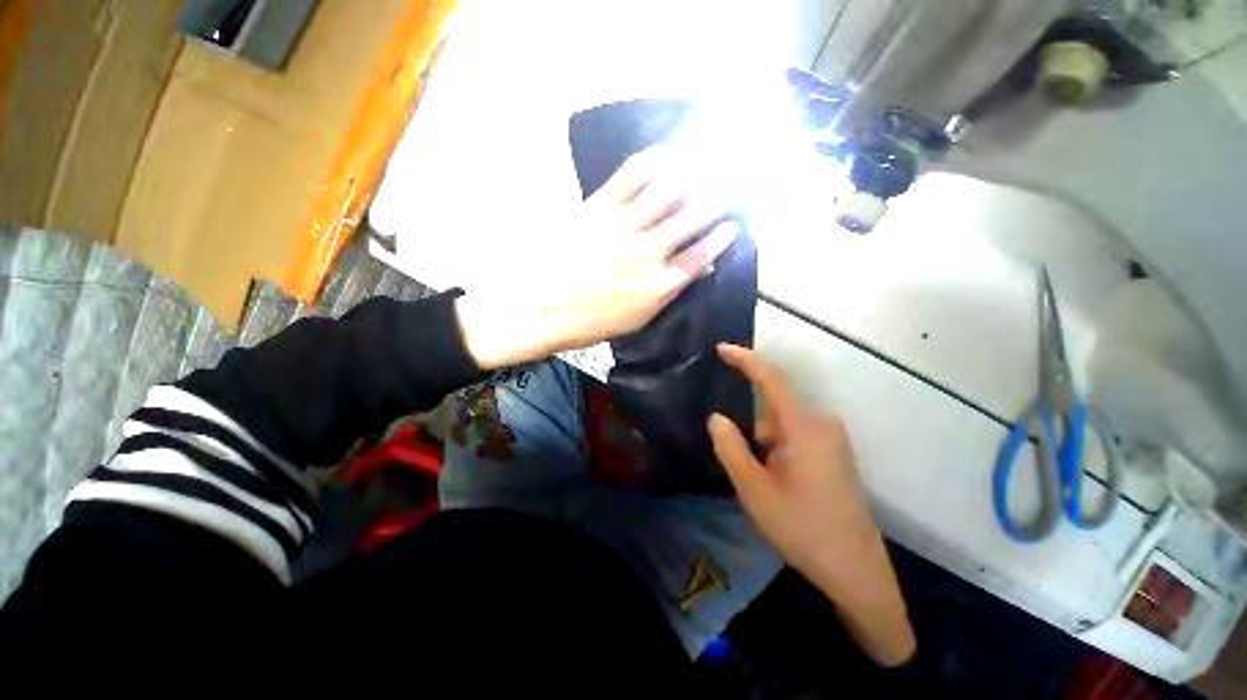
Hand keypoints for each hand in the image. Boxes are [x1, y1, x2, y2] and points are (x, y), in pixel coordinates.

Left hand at [456, 148, 737, 369]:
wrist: (542, 309)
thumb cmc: (590, 322)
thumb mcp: (637, 319)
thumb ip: (669, 292)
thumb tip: (697, 269)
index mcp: (657, 286)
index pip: (699, 257)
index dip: (720, 239)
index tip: (733, 225)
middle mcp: (647, 253)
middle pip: (691, 220)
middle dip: (716, 200)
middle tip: (733, 184)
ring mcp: (623, 227)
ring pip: (667, 194)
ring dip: (693, 176)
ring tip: (709, 162)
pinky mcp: (598, 209)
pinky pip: (631, 178)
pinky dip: (653, 162)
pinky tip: (668, 155)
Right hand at [708, 344, 915, 665]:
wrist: (856, 571)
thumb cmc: (802, 528)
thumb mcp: (754, 489)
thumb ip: (731, 447)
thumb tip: (717, 417)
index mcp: (803, 427)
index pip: (771, 379)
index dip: (745, 360)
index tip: (722, 349)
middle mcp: (822, 424)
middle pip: (772, 411)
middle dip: (753, 435)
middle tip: (750, 475)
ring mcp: (832, 439)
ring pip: (782, 428)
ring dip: (766, 448)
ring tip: (769, 489)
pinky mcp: (836, 452)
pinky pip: (796, 438)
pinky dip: (779, 453)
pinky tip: (784, 487)